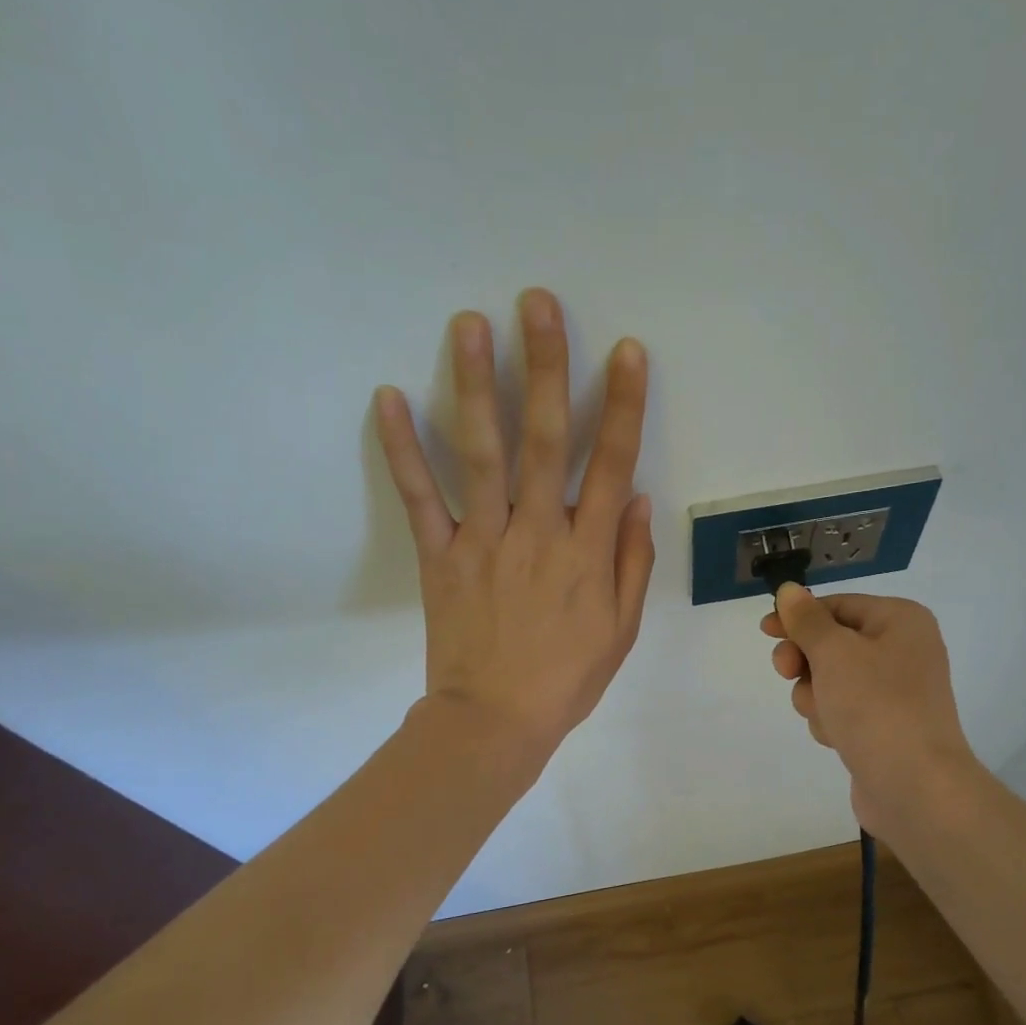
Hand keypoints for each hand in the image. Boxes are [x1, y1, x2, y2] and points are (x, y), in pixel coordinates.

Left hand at [375, 289, 654, 765]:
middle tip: (538, 303)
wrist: (494, 721)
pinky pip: (420, 497)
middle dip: (545, 367)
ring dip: (475, 385)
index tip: (625, 351)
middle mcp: (537, 532)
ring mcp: (483, 540)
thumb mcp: (621, 629)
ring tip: (468, 323)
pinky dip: (402, 449)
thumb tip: (638, 498)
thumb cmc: (566, 678)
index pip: (612, 464)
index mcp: (586, 552)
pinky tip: (387, 396)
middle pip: (544, 440)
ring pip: (481, 454)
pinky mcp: (439, 556)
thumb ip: (631, 561)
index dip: (622, 405)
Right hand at [761, 585, 982, 834]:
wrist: (915, 787)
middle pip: (831, 643)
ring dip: (816, 696)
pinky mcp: (883, 726)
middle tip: (788, 674)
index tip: (765, 631)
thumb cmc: (875, 706)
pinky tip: (837, 738)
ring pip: (830, 680)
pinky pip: (842, 710)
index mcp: (900, 620)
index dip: (798, 617)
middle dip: (806, 662)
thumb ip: (806, 620)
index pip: (837, 605)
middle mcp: (902, 650)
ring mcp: (894, 691)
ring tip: (826, 717)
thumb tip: (789, 590)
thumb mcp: (834, 653)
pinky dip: (831, 720)